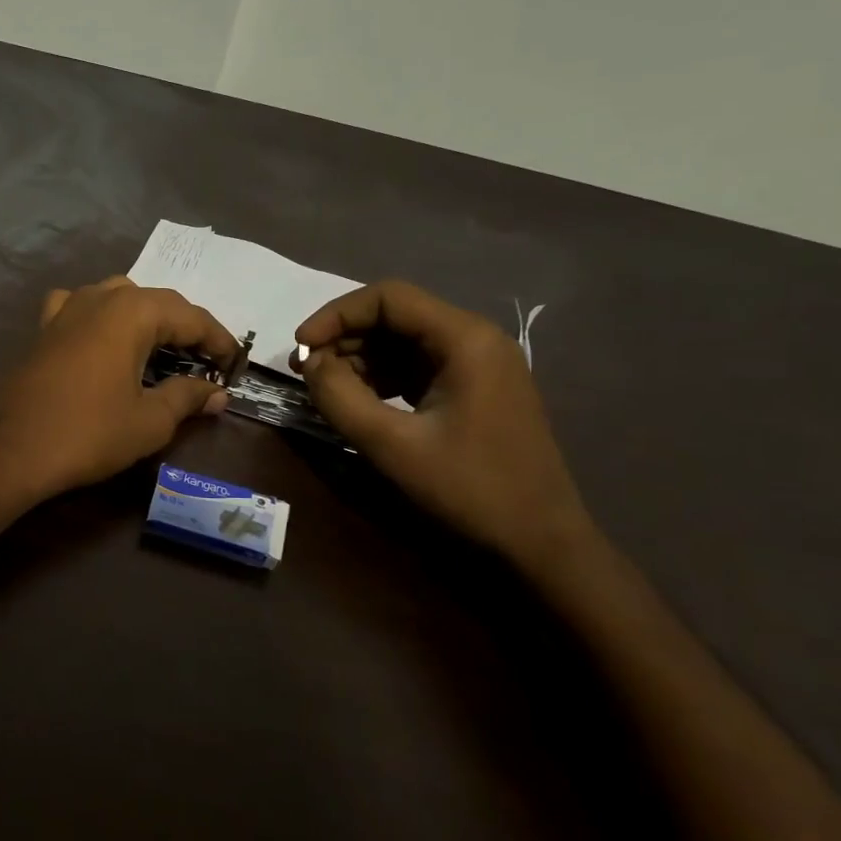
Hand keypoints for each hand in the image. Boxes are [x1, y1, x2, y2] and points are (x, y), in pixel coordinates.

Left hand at [0, 277, 236, 503]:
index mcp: (133, 311)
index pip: (191, 316)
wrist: (15, 451)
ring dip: (146, 318)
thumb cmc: (90, 433)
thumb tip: (217, 393)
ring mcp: (67, 308)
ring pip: (119, 297)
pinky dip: (101, 316)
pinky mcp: (44, 327)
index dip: (218, 340)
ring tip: (162, 348)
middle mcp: (100, 296)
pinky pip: (80, 307)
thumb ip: (188, 397)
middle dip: (186, 328)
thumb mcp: (150, 420)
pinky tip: (102, 335)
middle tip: (206, 361)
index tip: (235, 364)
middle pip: (157, 302)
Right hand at [293, 280, 593, 568]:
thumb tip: (308, 363)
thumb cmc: (469, 489)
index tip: (300, 346)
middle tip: (307, 372)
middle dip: (345, 338)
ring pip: (402, 341)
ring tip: (326, 390)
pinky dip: (381, 377)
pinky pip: (416, 366)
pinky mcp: (473, 389)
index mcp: (465, 339)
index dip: (336, 314)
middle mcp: (475, 339)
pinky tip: (359, 401)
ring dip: (359, 358)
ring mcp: (478, 364)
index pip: (388, 298)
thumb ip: (340, 397)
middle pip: (395, 316)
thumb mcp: (392, 445)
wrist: (540, 543)